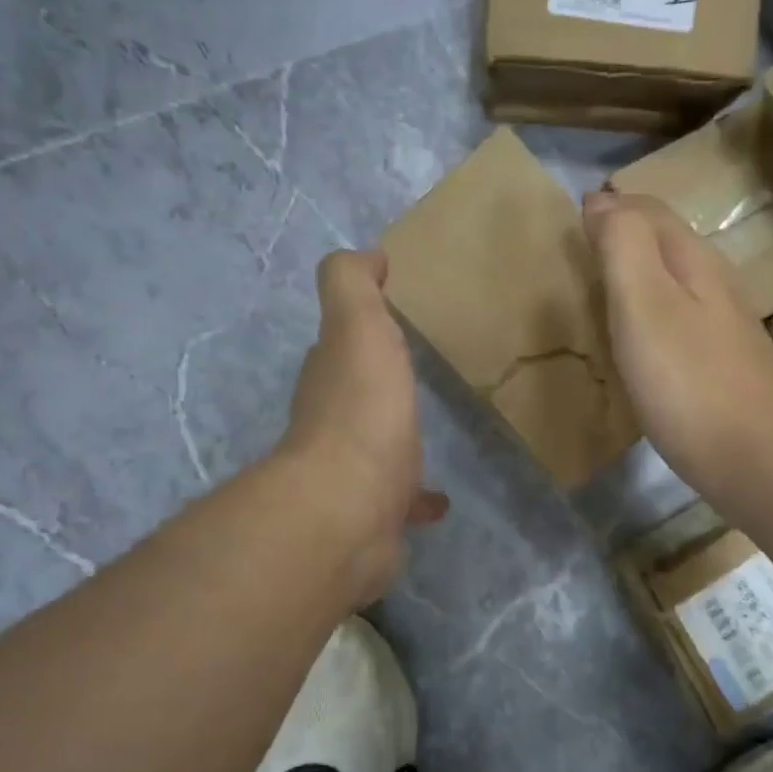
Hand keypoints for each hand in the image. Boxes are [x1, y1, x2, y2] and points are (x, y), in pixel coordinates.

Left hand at [279, 249, 446, 604]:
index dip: (360, 326)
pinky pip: (402, 500)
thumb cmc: (361, 410)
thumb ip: (353, 285)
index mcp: (332, 375)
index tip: (391, 315)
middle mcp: (334, 423)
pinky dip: (418, 497)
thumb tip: (366, 255)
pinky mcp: (378, 516)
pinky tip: (440, 500)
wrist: (349, 508)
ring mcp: (354, 473)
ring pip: (378, 447)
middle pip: (356, 393)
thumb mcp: (357, 327)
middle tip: (412, 371)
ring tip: (427, 431)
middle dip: (375, 381)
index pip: (340, 343)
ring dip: (395, 438)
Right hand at [583, 191, 772, 501]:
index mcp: (694, 260)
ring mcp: (725, 326)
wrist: (753, 457)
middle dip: (624, 238)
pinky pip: (679, 321)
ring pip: (674, 282)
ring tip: (600, 295)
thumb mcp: (643, 302)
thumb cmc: (687, 380)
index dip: (610, 208)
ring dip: (638, 277)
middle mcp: (716, 283)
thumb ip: (623, 244)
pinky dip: (651, 316)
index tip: (570, 224)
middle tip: (579, 256)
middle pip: (665, 243)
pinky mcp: (723, 365)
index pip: (648, 210)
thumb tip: (602, 200)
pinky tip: (637, 343)